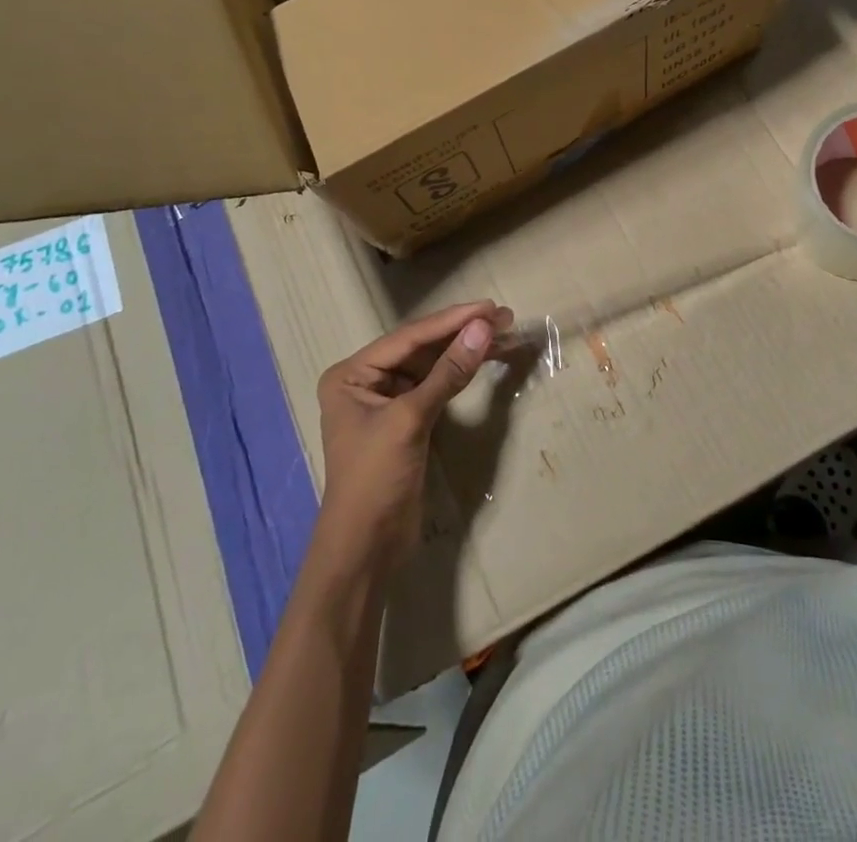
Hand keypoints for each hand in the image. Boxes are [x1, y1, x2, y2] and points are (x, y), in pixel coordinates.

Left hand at [311, 302, 508, 577]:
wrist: (366, 549)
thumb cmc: (375, 478)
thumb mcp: (411, 420)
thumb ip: (448, 372)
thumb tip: (484, 327)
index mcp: (352, 373)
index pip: (410, 337)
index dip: (452, 320)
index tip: (489, 307)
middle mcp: (367, 380)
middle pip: (422, 347)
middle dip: (462, 331)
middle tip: (504, 316)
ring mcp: (388, 401)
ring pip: (433, 364)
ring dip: (466, 350)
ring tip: (504, 333)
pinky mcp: (408, 421)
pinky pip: (437, 386)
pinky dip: (461, 374)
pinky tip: (485, 360)